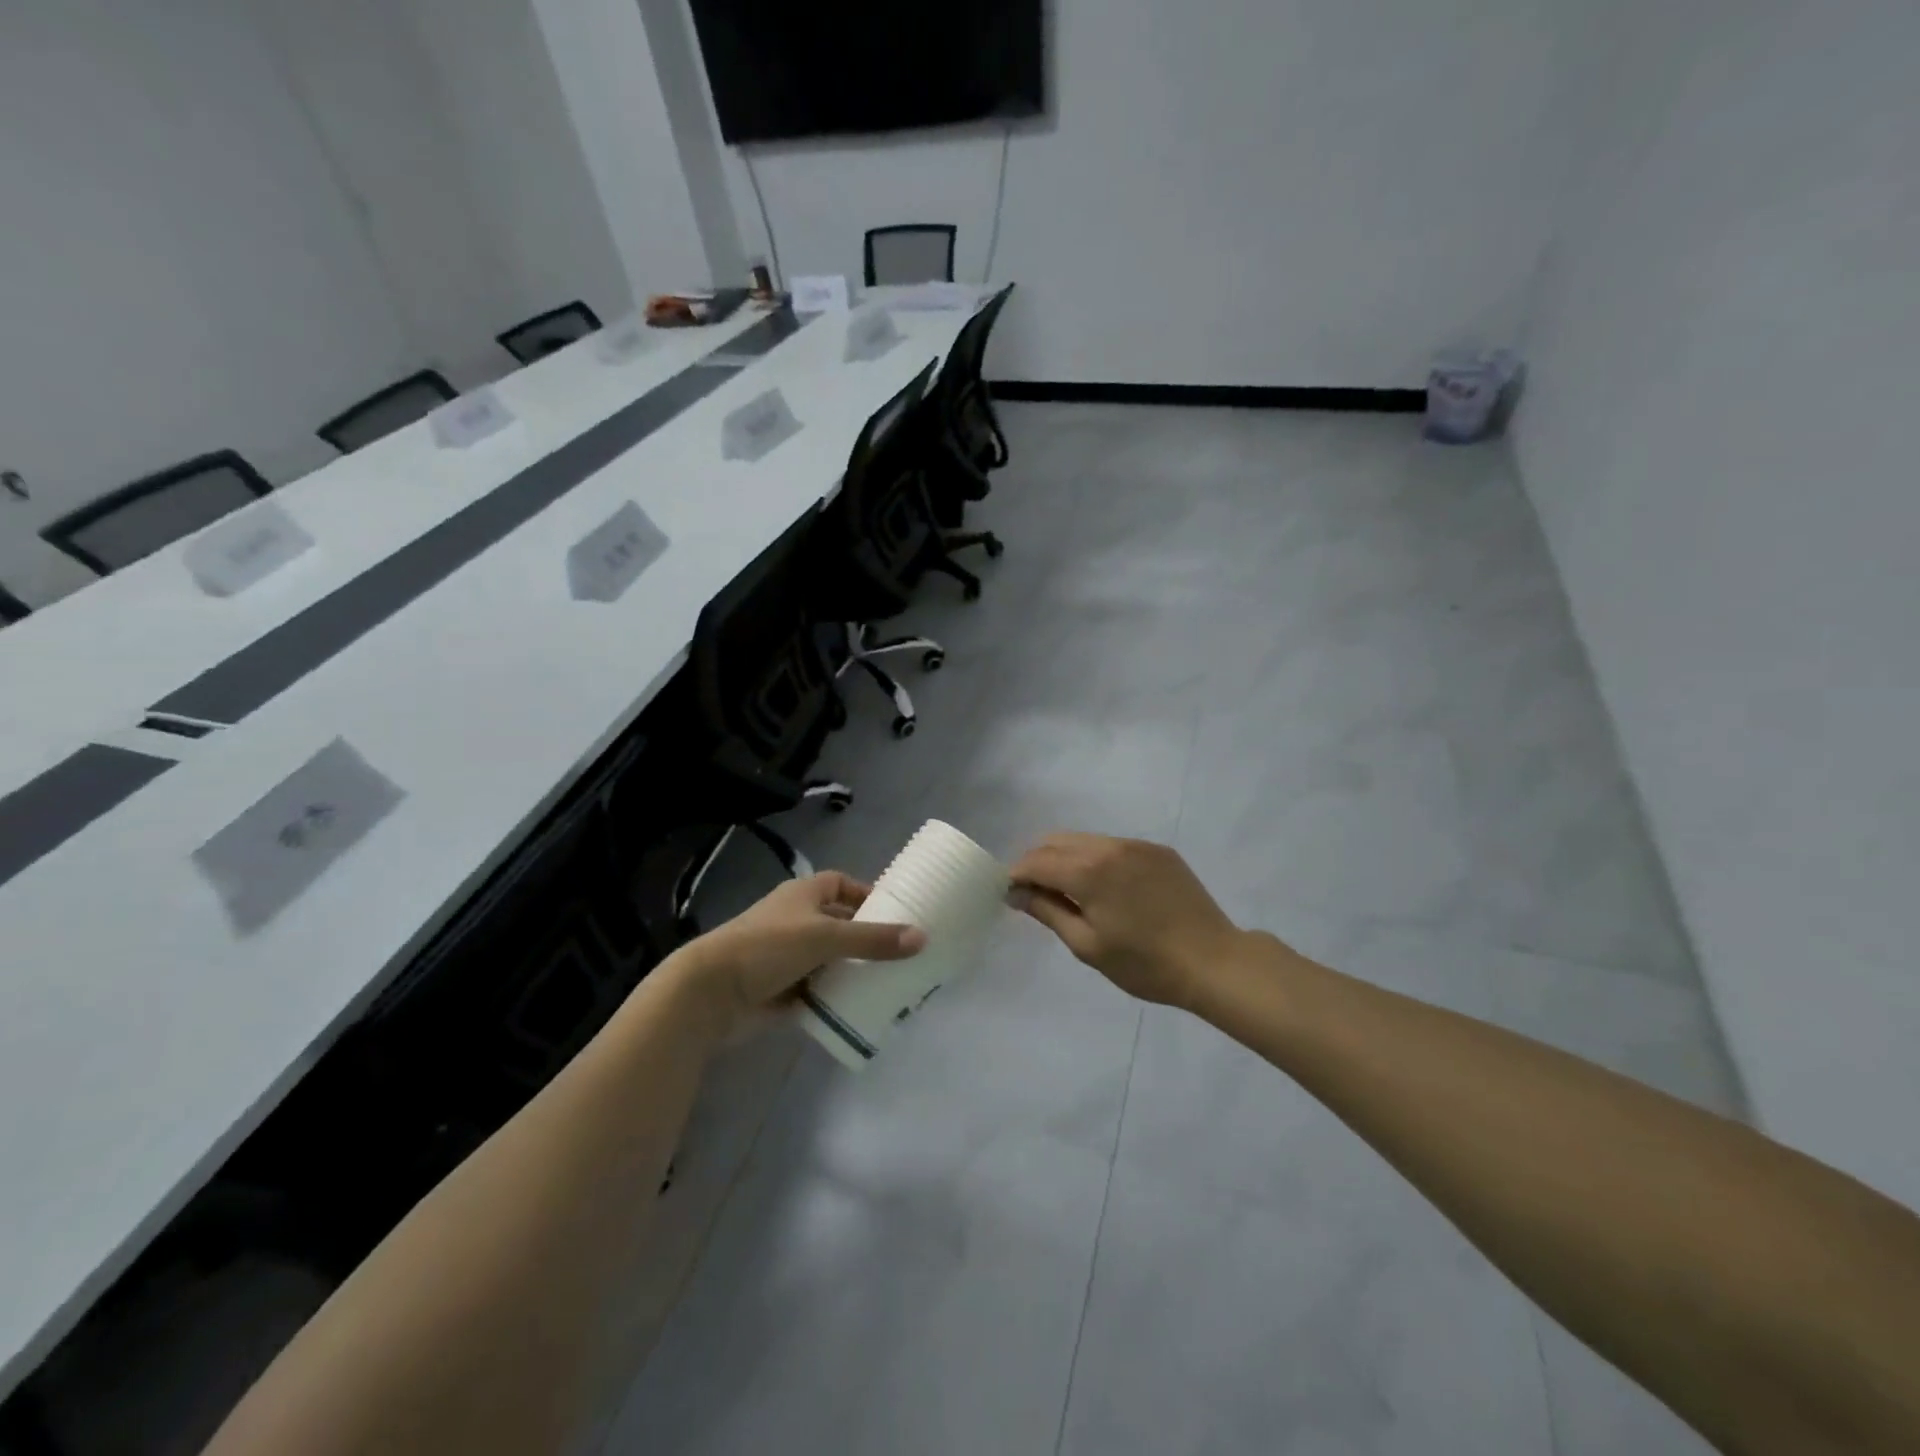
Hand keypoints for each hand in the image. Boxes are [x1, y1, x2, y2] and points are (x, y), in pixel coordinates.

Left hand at [677, 872, 926, 1035]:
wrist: (710, 993)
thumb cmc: (768, 947)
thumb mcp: (826, 937)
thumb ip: (873, 939)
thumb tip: (922, 937)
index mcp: (803, 895)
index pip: (841, 884)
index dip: (865, 894)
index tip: (895, 913)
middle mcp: (796, 921)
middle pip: (839, 924)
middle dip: (866, 938)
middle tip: (903, 954)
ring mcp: (787, 957)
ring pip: (830, 960)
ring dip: (853, 971)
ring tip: (892, 984)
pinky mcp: (781, 990)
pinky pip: (818, 991)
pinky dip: (836, 998)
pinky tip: (863, 1008)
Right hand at [1009, 833, 1244, 1006]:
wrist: (1213, 961)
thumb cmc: (1145, 964)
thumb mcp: (1087, 945)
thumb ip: (1048, 911)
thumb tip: (1015, 892)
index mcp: (1088, 870)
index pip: (1036, 861)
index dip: (1016, 875)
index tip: (1010, 894)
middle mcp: (1109, 846)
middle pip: (1056, 841)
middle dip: (1038, 862)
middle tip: (1036, 894)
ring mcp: (1136, 845)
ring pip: (1084, 840)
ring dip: (1067, 858)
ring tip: (1070, 891)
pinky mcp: (1158, 850)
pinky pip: (1113, 846)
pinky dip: (1096, 860)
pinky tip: (1106, 888)